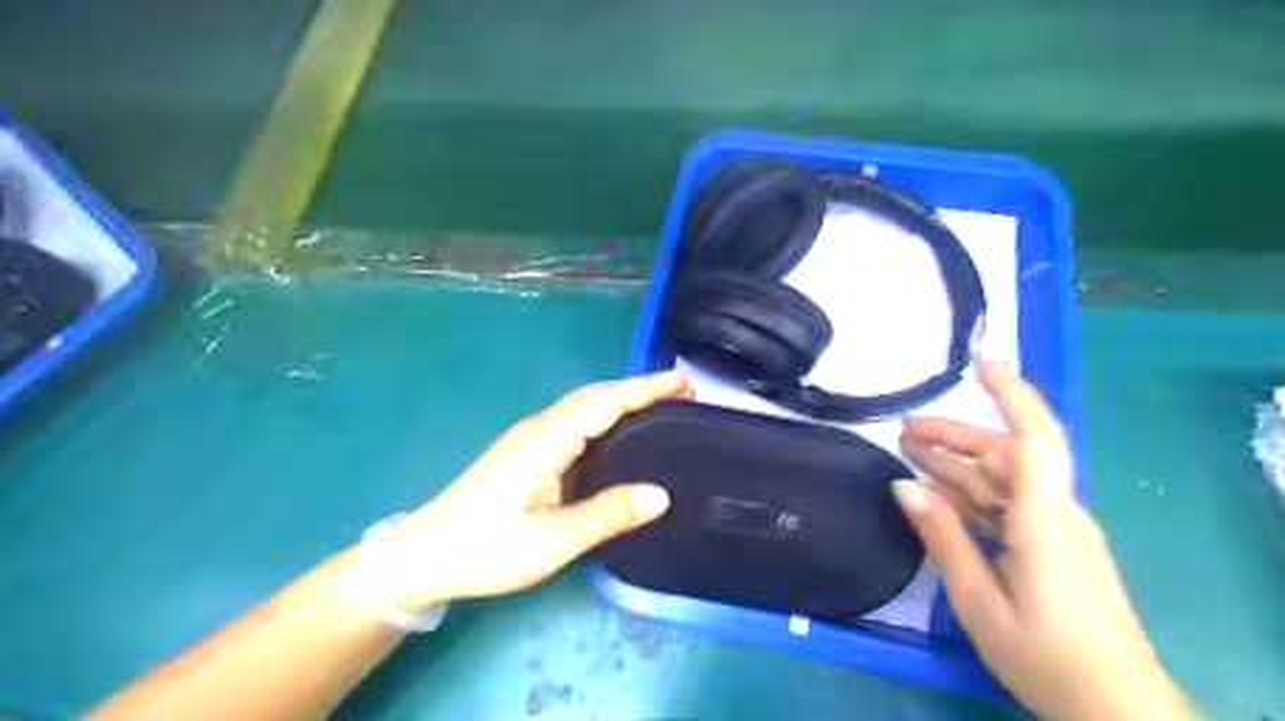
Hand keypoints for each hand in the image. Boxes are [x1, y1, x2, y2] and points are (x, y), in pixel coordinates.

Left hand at [371, 372, 692, 612]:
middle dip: (640, 389)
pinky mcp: (527, 454)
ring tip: (663, 406)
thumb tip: (660, 495)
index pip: (605, 402)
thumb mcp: (551, 542)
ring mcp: (531, 440)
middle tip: (683, 391)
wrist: (423, 557)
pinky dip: (606, 417)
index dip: (646, 389)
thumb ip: (606, 515)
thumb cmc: (485, 549)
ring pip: (585, 407)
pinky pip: (576, 424)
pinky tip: (620, 433)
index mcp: (546, 440)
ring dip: (624, 400)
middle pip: (596, 396)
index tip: (684, 380)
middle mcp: (540, 429)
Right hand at [897, 365, 1193, 719]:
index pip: (1034, 438)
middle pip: (1006, 456)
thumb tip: (903, 484)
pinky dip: (972, 495)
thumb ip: (943, 537)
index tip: (981, 363)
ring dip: (958, 466)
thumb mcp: (978, 600)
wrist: (1118, 711)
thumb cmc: (1046, 656)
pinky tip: (940, 497)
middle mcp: (1057, 514)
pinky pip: (1010, 507)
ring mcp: (1058, 531)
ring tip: (910, 454)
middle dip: (954, 437)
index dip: (1011, 394)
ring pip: (1004, 481)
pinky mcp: (1055, 549)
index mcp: (1044, 519)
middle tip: (903, 431)